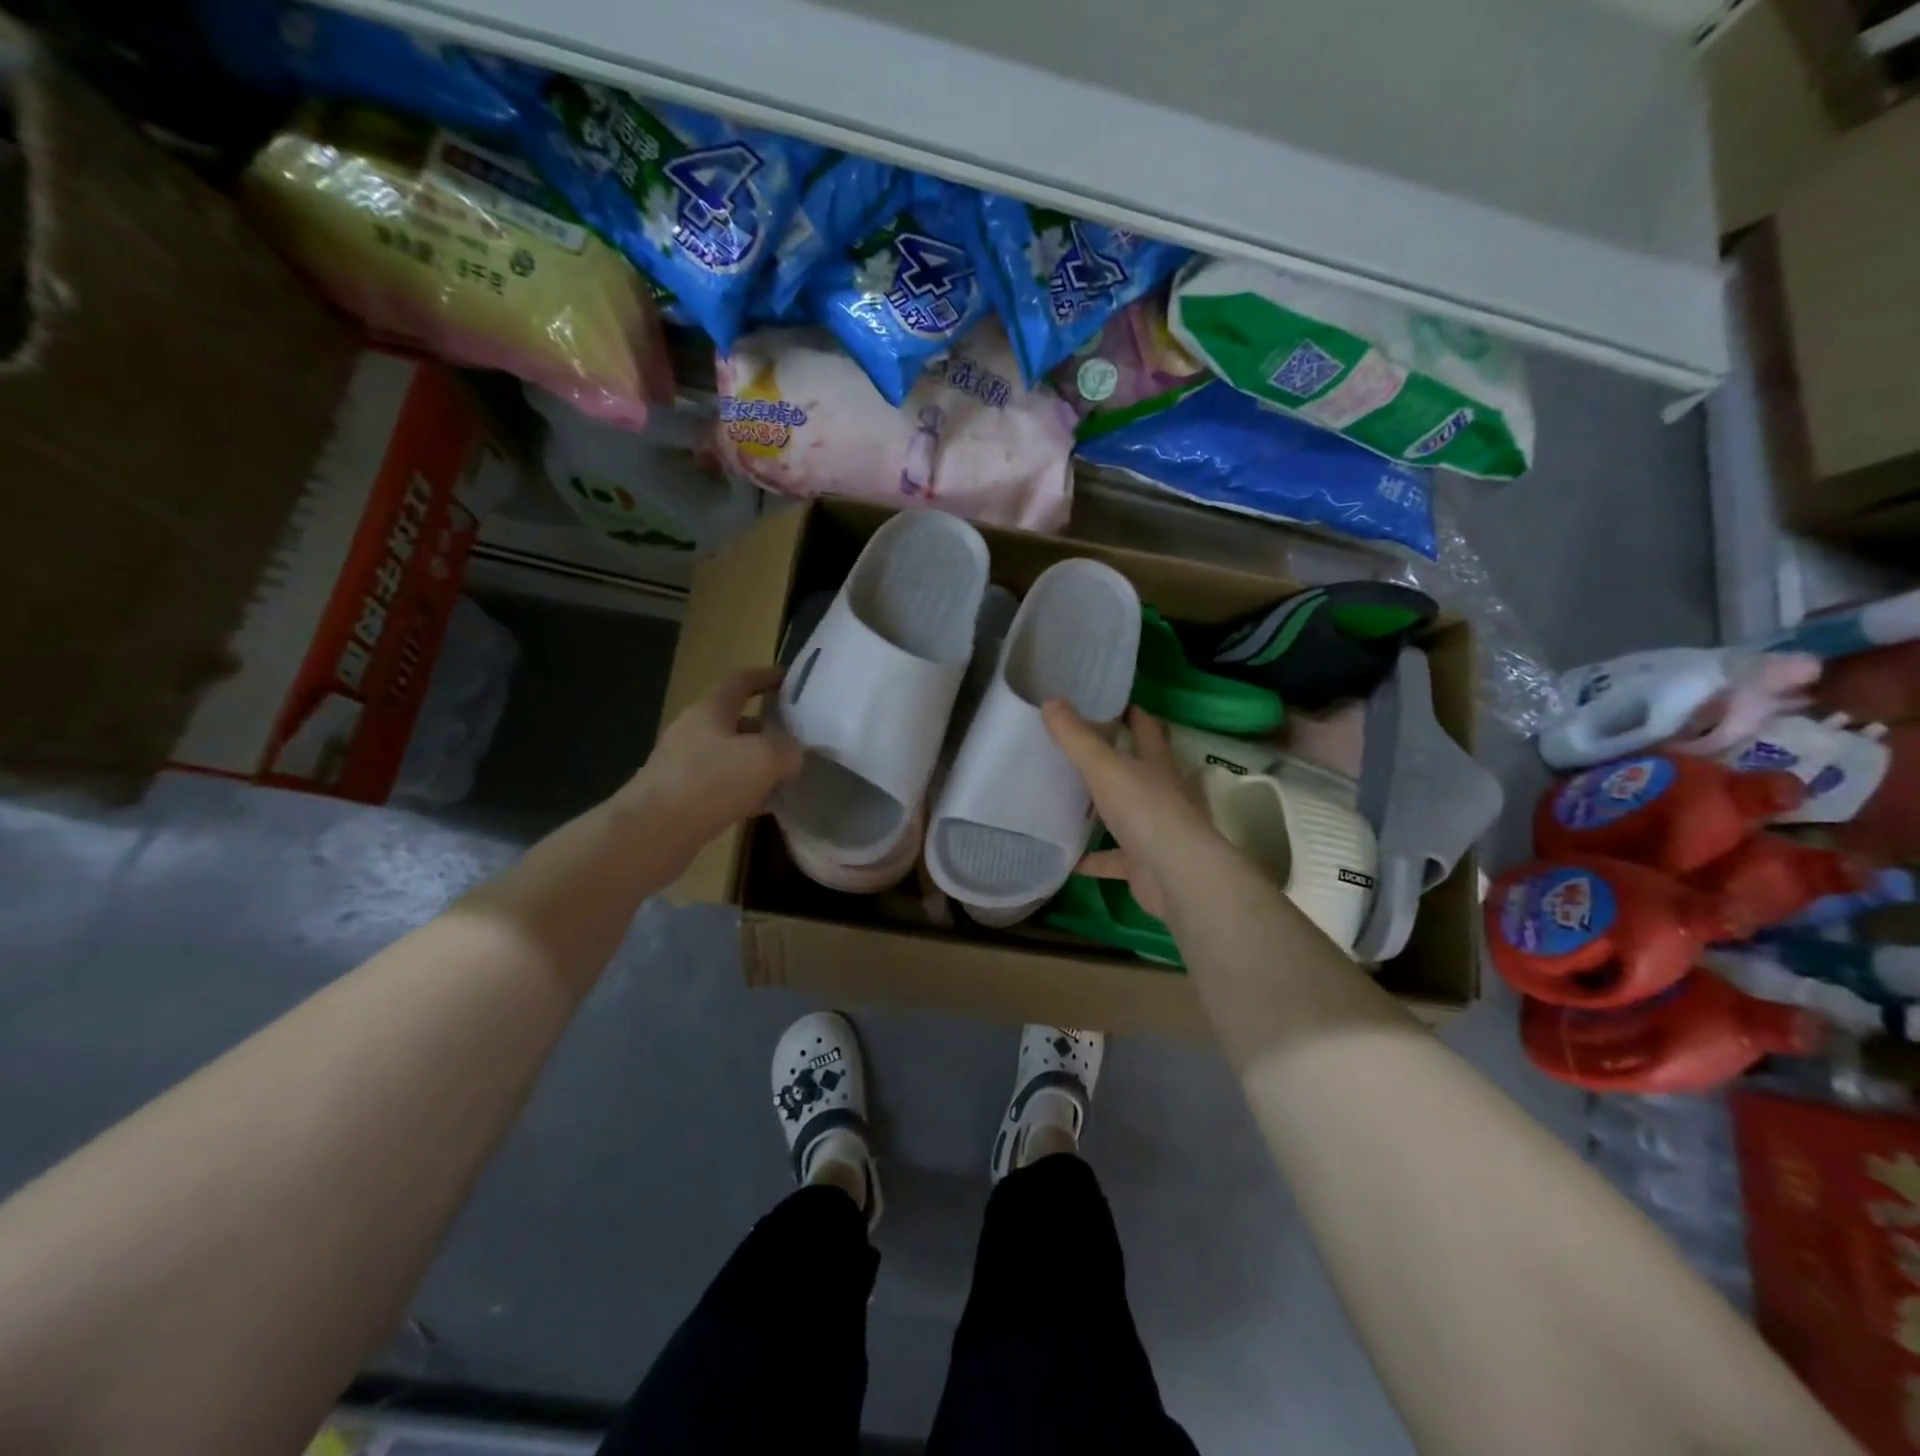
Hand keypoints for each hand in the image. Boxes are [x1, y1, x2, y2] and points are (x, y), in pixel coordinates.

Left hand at [620, 667, 803, 867]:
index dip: (765, 677)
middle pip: (736, 721)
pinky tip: (767, 806)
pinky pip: (723, 788)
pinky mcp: (683, 799)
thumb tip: (794, 754)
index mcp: (710, 711)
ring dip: (758, 763)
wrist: (651, 833)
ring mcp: (685, 767)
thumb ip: (788, 750)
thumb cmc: (709, 781)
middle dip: (767, 726)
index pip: (740, 682)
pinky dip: (747, 792)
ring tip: (790, 773)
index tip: (788, 678)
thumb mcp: (764, 758)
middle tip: (798, 735)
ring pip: (731, 757)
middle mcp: (694, 733)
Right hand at [1042, 701, 1234, 921]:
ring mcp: (1154, 830)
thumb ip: (1076, 738)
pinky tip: (1066, 858)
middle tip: (1080, 749)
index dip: (1132, 714)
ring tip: (1068, 800)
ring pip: (1125, 814)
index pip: (1147, 729)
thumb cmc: (1145, 810)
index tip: (1110, 703)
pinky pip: (1112, 858)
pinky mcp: (1143, 863)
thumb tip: (1050, 701)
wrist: (1176, 875)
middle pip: (1139, 769)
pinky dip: (1092, 859)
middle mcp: (1161, 793)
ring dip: (1102, 810)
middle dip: (1116, 760)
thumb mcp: (1104, 767)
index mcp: (1157, 763)